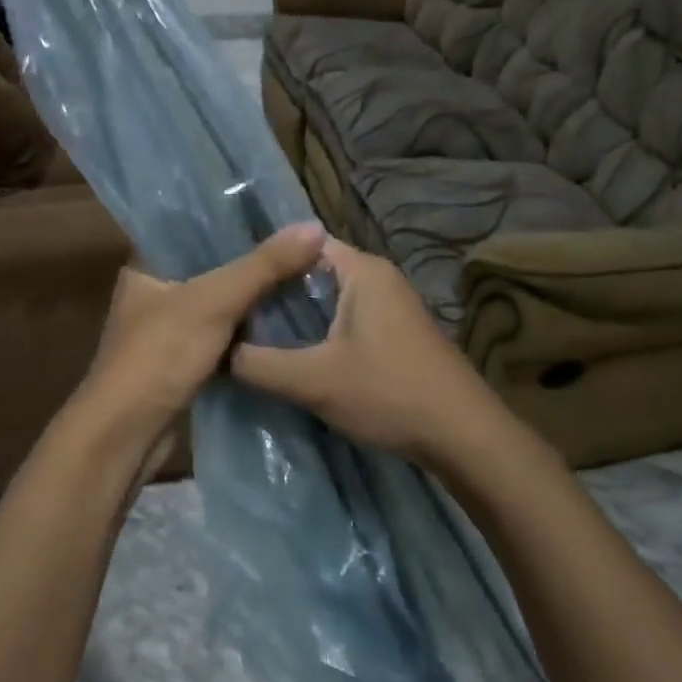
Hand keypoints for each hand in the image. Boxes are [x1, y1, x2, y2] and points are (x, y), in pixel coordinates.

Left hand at [73, 223, 327, 453]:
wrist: (126, 436)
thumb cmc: (159, 356)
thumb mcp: (214, 302)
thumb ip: (264, 265)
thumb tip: (314, 227)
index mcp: (147, 266)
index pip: (194, 229)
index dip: (236, 221)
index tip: (282, 215)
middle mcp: (155, 293)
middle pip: (212, 268)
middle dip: (254, 263)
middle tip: (304, 249)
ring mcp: (168, 331)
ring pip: (220, 306)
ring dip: (254, 301)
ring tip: (304, 280)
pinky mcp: (182, 364)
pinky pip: (223, 339)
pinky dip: (248, 335)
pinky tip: (286, 325)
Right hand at [231, 236, 516, 469]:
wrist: (464, 436)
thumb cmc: (388, 394)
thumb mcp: (313, 381)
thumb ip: (259, 364)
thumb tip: (217, 351)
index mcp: (362, 271)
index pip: (302, 244)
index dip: (265, 262)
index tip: (234, 288)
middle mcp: (379, 278)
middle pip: (313, 272)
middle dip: (276, 293)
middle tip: (236, 315)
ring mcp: (391, 306)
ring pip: (330, 299)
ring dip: (297, 316)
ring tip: (256, 335)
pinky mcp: (396, 333)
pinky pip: (346, 319)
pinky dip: (319, 331)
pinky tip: (297, 356)